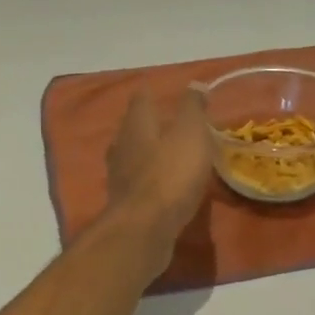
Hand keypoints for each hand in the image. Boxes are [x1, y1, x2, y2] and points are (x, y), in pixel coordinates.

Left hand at [105, 87, 213, 253]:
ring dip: (149, 152)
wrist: (144, 230)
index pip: (141, 99)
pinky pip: (139, 182)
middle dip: (150, 123)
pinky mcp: (125, 203)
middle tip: (171, 122)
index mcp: (136, 124)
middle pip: (134, 127)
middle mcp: (122, 145)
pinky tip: (165, 185)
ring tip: (170, 153)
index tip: (166, 92)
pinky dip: (151, 179)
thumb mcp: (190, 134)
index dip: (153, 93)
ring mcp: (120, 176)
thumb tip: (195, 84)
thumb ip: (192, 108)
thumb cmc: (170, 174)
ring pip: (134, 155)